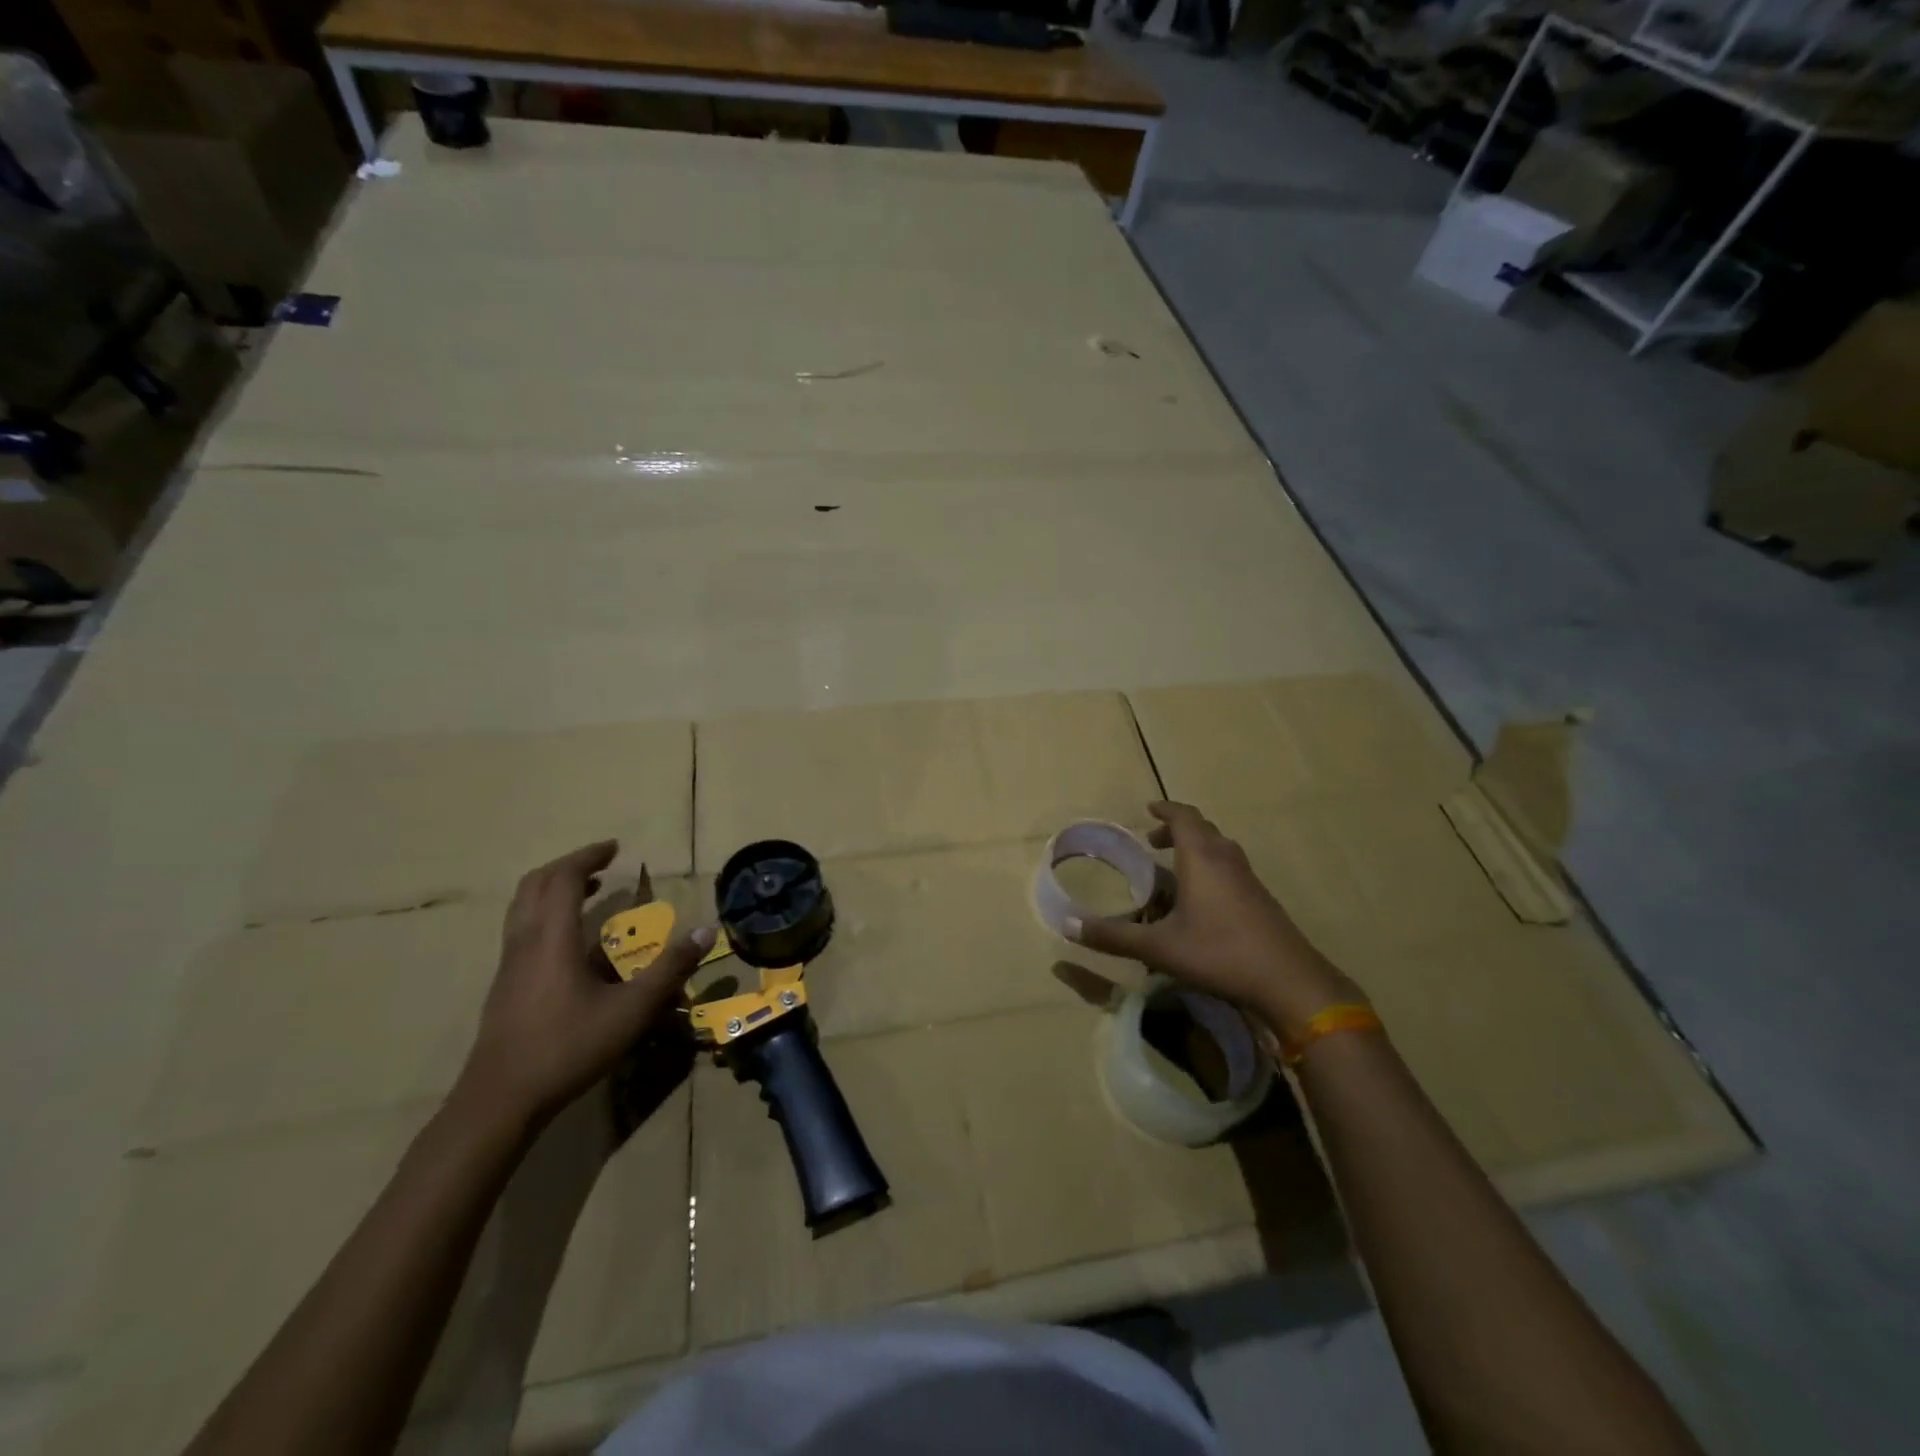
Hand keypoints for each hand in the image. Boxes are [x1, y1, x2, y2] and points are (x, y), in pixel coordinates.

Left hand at [456, 840, 714, 1127]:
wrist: (500, 1100)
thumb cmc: (568, 1047)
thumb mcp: (631, 1010)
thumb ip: (669, 969)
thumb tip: (706, 931)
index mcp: (552, 938)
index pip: (564, 878)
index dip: (588, 857)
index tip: (615, 848)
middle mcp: (524, 942)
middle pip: (535, 884)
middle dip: (569, 866)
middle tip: (602, 863)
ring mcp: (509, 964)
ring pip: (522, 907)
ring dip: (554, 888)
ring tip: (588, 891)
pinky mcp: (504, 985)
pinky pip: (521, 929)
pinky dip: (545, 913)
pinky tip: (569, 940)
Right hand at [1066, 801, 1361, 1040]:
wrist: (1290, 982)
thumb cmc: (1220, 953)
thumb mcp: (1159, 948)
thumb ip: (1113, 937)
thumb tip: (1068, 926)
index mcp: (1202, 858)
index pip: (1183, 818)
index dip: (1165, 810)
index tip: (1148, 809)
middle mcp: (1227, 860)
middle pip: (1203, 830)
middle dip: (1176, 830)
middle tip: (1152, 843)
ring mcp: (1249, 880)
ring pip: (1220, 850)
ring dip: (1195, 850)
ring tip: (1173, 870)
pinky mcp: (1261, 900)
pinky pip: (1231, 870)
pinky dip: (1210, 870)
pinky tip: (1200, 902)